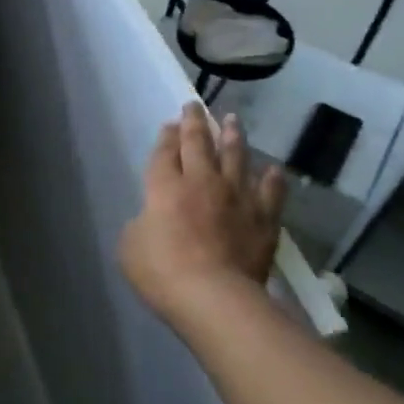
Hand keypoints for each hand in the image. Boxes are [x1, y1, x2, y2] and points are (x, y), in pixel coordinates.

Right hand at [120, 103, 285, 325]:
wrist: (215, 297)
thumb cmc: (162, 272)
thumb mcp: (130, 246)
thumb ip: (141, 224)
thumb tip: (153, 220)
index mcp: (164, 187)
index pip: (164, 152)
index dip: (166, 136)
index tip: (170, 124)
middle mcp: (201, 181)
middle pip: (198, 143)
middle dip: (194, 122)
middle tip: (194, 106)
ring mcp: (236, 197)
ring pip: (236, 156)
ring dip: (232, 136)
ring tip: (232, 120)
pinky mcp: (263, 218)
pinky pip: (271, 191)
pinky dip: (272, 178)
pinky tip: (273, 170)